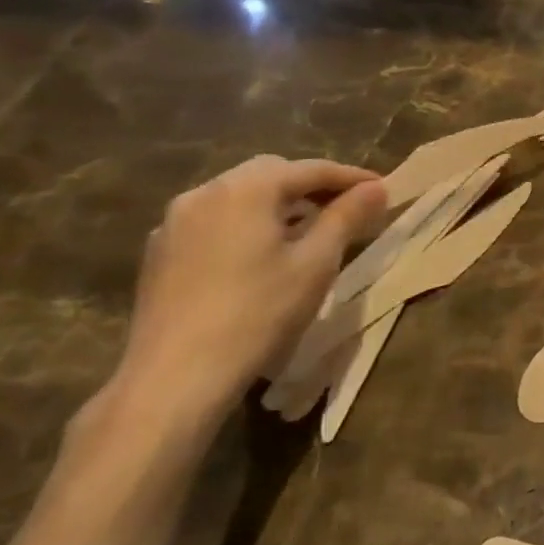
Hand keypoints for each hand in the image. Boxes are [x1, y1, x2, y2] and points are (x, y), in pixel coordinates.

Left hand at [101, 157, 387, 443]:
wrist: (177, 375)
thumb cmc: (259, 313)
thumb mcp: (316, 263)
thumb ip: (347, 217)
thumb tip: (375, 189)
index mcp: (246, 189)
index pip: (310, 169)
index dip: (351, 177)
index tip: (383, 189)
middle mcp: (205, 192)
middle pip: (270, 173)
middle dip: (311, 185)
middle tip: (345, 207)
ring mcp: (175, 221)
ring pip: (239, 196)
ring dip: (277, 204)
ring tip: (307, 230)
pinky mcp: (160, 251)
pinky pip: (214, 221)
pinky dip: (246, 224)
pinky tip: (261, 254)